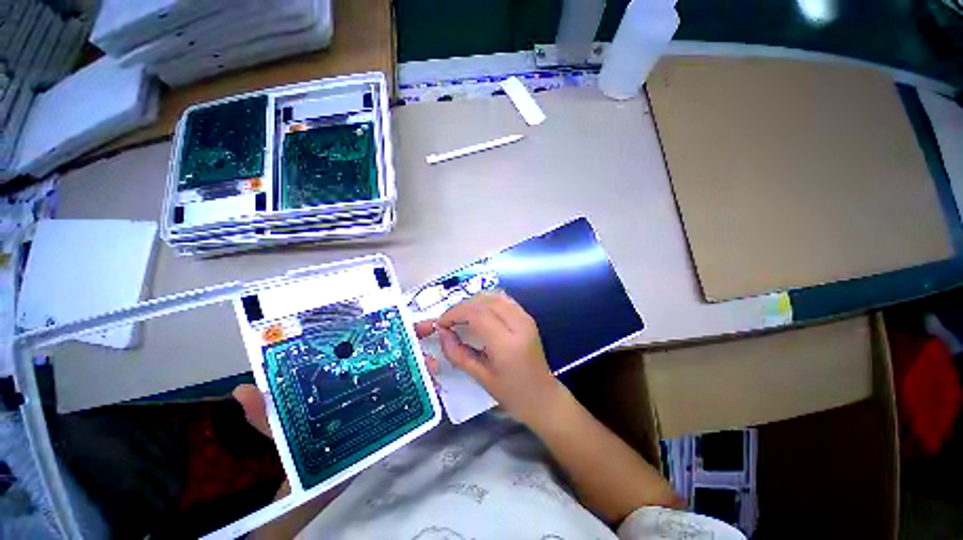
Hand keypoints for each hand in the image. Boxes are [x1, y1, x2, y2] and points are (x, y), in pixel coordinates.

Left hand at [233, 323, 441, 437]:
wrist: (318, 479)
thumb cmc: (300, 446)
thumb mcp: (280, 426)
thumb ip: (264, 412)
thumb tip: (242, 391)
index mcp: (344, 370)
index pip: (366, 340)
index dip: (382, 325)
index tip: (396, 313)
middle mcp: (367, 374)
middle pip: (394, 347)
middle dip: (413, 334)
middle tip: (428, 329)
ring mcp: (384, 392)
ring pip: (409, 368)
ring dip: (423, 362)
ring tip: (431, 366)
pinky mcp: (395, 410)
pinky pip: (415, 396)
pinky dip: (427, 390)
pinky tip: (435, 389)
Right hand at [426, 291, 562, 425]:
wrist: (543, 397)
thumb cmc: (511, 393)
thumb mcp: (480, 377)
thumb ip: (457, 353)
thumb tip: (442, 332)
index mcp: (506, 343)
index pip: (476, 313)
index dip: (455, 313)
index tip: (441, 323)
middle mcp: (518, 324)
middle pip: (484, 301)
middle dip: (462, 306)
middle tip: (449, 320)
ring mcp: (525, 318)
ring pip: (494, 296)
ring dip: (474, 302)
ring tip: (461, 316)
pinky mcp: (527, 317)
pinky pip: (503, 300)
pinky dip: (487, 301)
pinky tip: (478, 312)